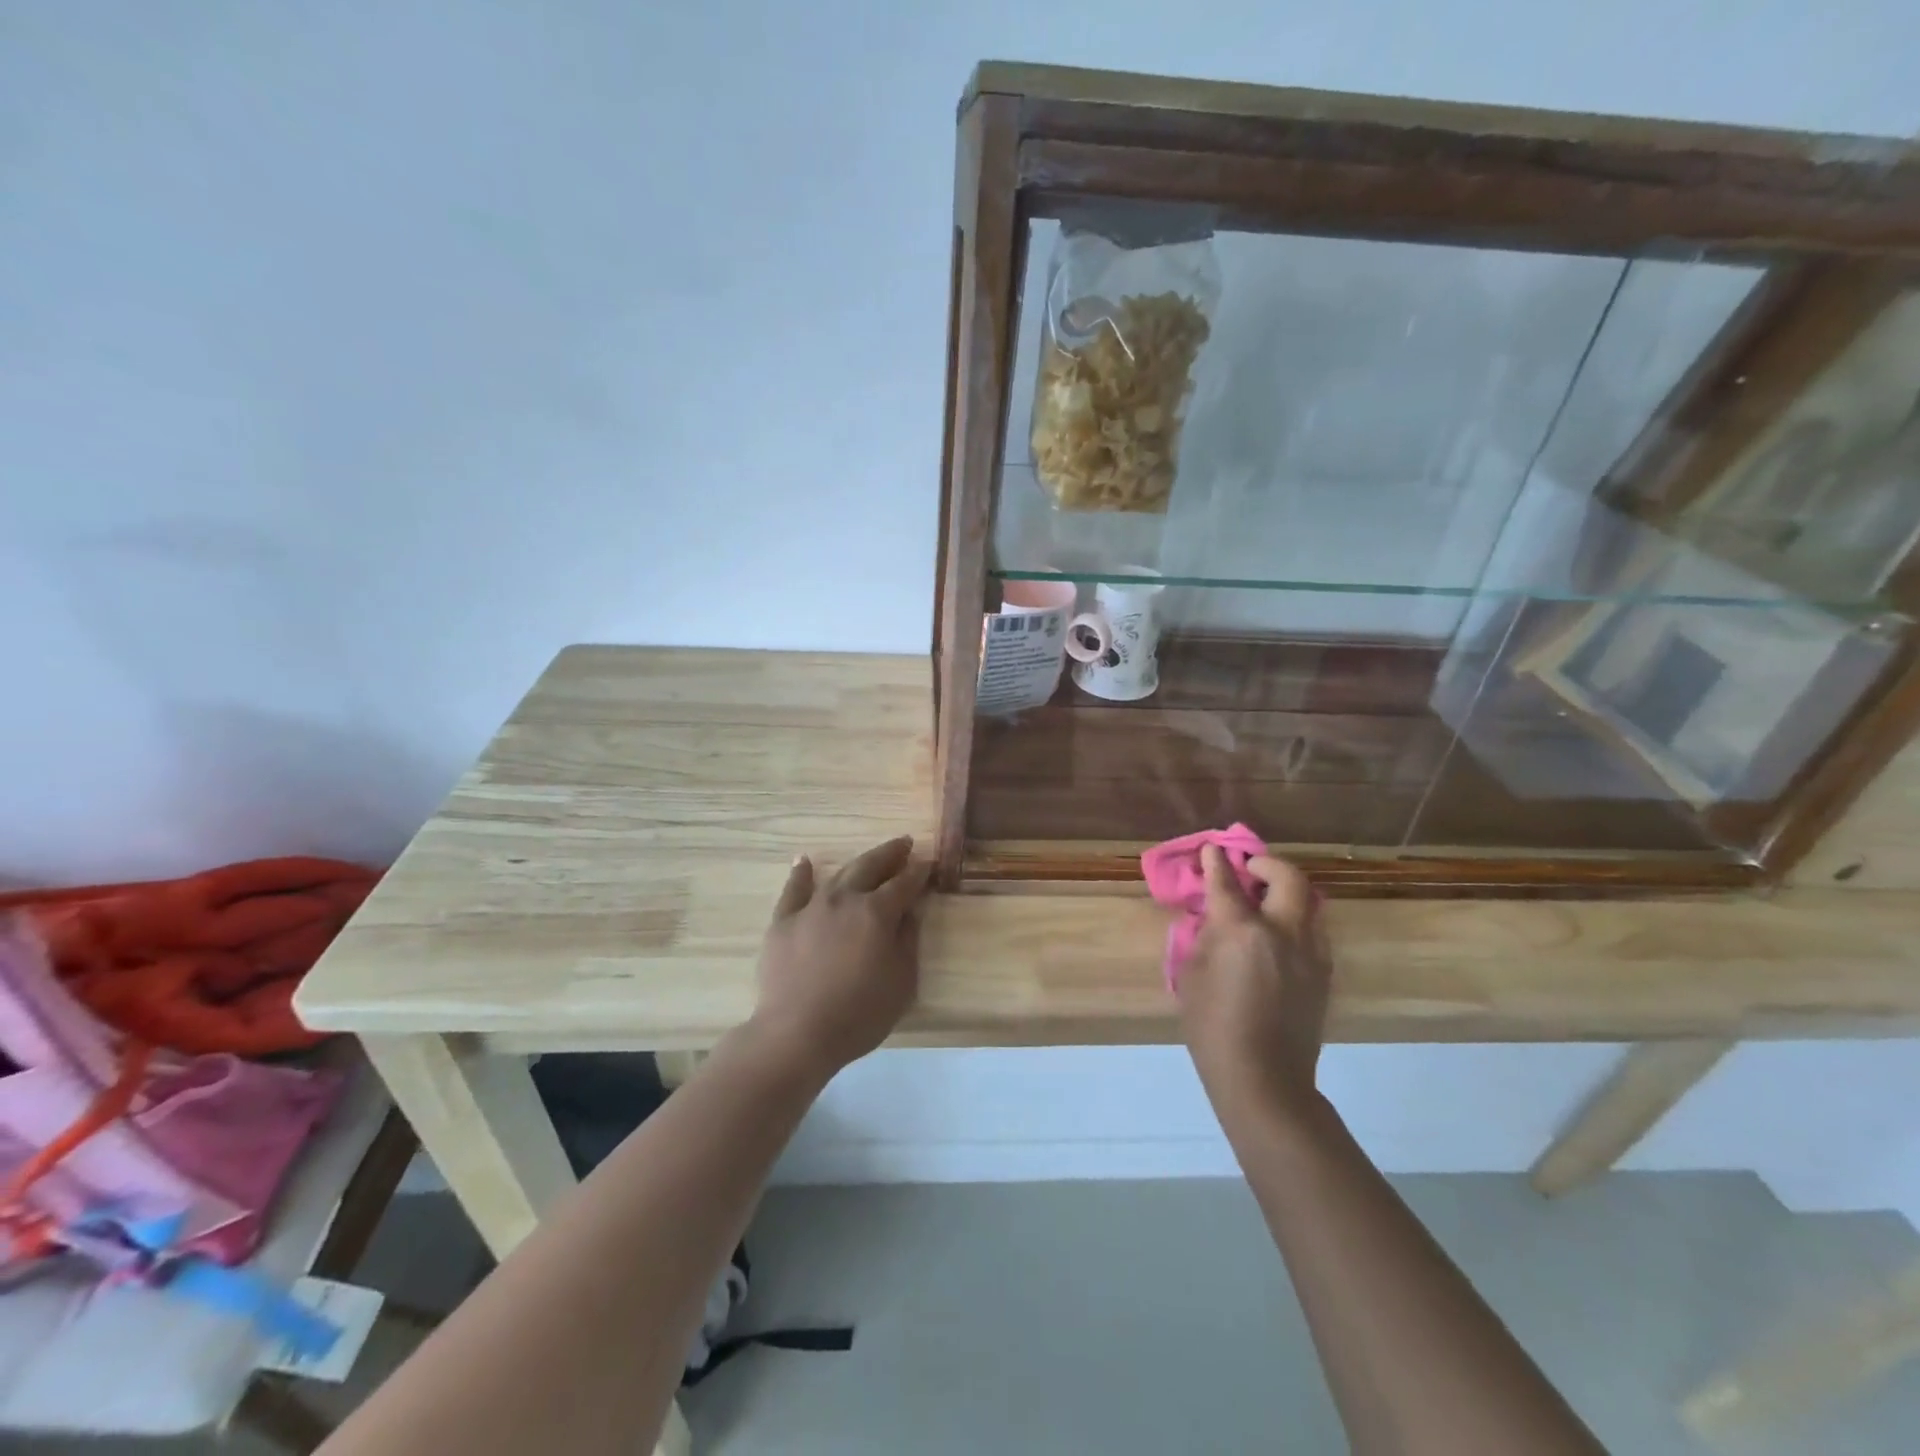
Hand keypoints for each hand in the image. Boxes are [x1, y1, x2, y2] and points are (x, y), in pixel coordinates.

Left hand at [750, 835, 930, 1079]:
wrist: (796, 1033)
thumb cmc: (859, 1014)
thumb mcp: (902, 982)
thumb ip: (908, 941)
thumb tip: (911, 912)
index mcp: (877, 913)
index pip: (905, 883)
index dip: (919, 872)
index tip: (929, 862)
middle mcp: (845, 900)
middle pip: (871, 867)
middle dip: (891, 854)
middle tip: (905, 844)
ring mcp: (811, 907)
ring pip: (838, 875)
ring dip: (857, 862)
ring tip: (870, 856)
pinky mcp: (783, 921)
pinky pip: (793, 890)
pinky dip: (801, 873)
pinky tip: (804, 861)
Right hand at [1177, 845, 1330, 1113]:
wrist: (1264, 1078)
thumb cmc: (1212, 1027)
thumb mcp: (1190, 976)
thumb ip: (1203, 938)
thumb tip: (1213, 919)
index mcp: (1241, 930)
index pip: (1226, 882)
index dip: (1216, 861)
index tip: (1212, 850)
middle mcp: (1282, 931)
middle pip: (1287, 878)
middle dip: (1267, 865)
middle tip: (1249, 871)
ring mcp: (1310, 952)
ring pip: (1309, 902)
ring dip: (1286, 892)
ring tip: (1266, 901)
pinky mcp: (1324, 974)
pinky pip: (1313, 931)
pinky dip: (1296, 920)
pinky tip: (1278, 937)